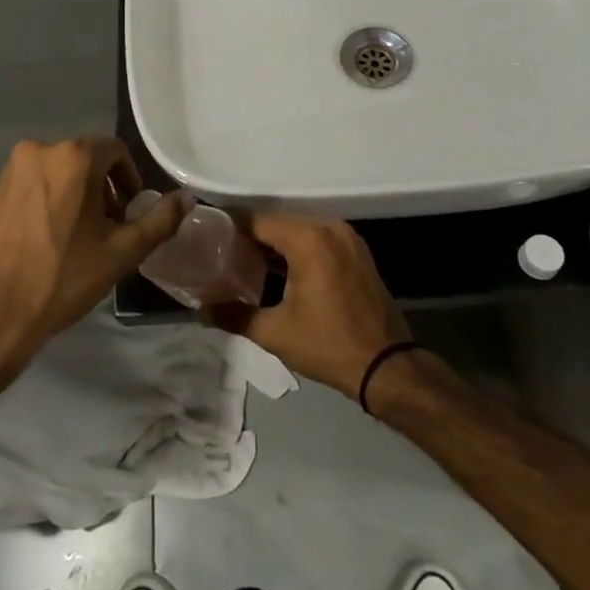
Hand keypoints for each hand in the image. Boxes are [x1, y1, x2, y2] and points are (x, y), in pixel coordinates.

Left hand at [0, 138, 190, 371]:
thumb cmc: (63, 278)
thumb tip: (188, 197)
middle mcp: (40, 149)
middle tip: (110, 229)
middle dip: (104, 189)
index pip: (116, 153)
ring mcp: (12, 169)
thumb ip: (160, 220)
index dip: (130, 181)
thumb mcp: (122, 251)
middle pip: (86, 160)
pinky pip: (34, 184)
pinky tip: (51, 238)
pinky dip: (50, 200)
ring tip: (81, 237)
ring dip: (77, 195)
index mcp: (73, 156)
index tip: (130, 214)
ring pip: (59, 172)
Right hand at [210, 213, 410, 400]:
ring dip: (275, 244)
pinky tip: (280, 271)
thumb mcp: (275, 332)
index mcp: (308, 238)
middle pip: (278, 223)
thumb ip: (234, 314)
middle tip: (223, 255)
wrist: (388, 368)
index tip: (209, 240)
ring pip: (299, 230)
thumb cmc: (328, 345)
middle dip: (251, 237)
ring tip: (246, 264)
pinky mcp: (357, 252)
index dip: (231, 229)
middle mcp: (329, 227)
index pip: (258, 221)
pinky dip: (298, 250)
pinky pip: (318, 240)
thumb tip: (201, 310)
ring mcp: (348, 238)